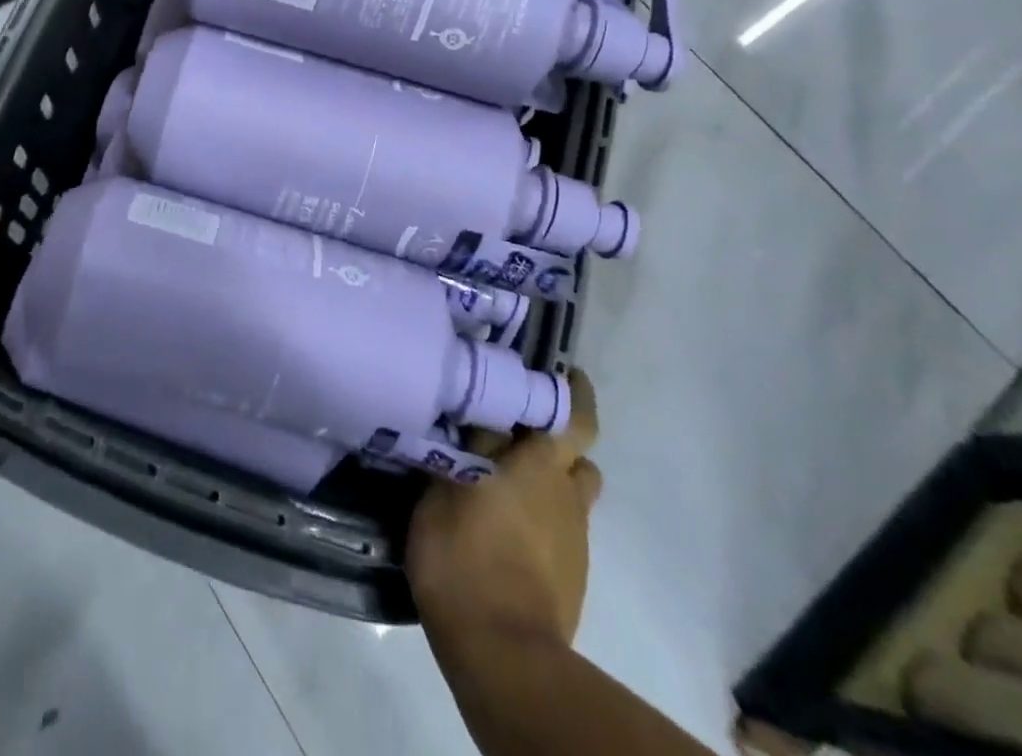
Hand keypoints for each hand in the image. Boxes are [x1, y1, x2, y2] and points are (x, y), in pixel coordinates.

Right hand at [407, 370, 601, 645]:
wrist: (503, 652)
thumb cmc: (461, 557)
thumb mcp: (440, 490)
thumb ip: (454, 450)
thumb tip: (457, 418)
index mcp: (536, 460)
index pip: (568, 410)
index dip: (567, 387)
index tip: (554, 368)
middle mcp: (564, 487)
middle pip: (581, 445)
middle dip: (564, 425)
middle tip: (527, 416)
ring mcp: (575, 531)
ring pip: (577, 485)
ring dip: (556, 473)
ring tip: (515, 473)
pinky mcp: (575, 570)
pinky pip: (567, 523)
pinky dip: (548, 513)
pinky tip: (513, 523)